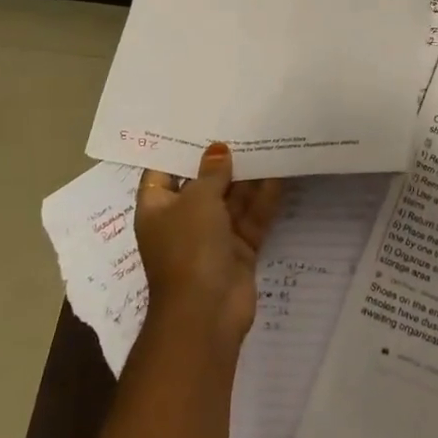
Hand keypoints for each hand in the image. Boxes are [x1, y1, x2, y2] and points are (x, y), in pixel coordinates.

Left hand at [134, 143, 281, 346]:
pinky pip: (252, 218)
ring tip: (266, 141)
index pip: (162, 172)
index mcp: (158, 209)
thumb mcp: (198, 201)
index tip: (198, 123)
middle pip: (203, 183)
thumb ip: (211, 173)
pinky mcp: (239, 250)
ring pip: (232, 200)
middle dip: (221, 160)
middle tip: (242, 125)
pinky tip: (280, 173)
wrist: (206, 314)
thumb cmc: (189, 249)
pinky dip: (264, 199)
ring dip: (247, 177)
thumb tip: (218, 149)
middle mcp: (183, 220)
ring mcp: (212, 237)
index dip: (178, 149)